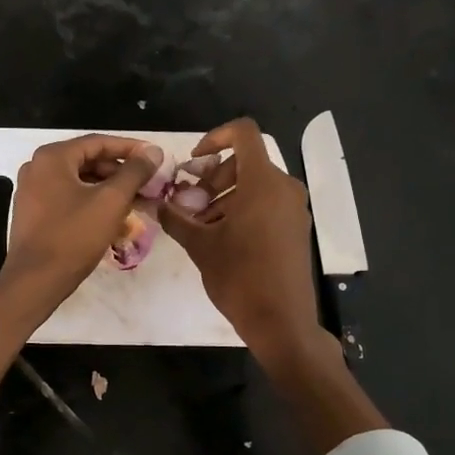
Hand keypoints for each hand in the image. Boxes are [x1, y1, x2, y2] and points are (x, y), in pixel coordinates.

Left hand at [0, 135, 165, 310]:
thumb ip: (134, 172)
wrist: (35, 280)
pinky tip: (112, 219)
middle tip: (148, 184)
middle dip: (120, 172)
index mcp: (53, 157)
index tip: (155, 158)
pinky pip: (67, 198)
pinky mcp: (33, 213)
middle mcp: (38, 167)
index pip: (99, 142)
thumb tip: (153, 151)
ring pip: (79, 182)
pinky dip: (91, 203)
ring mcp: (32, 191)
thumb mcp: (111, 201)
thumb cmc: (74, 236)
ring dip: (108, 190)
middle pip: (88, 161)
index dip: (131, 149)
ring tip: (135, 202)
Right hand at [160, 119, 327, 367]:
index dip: (215, 137)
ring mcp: (294, 209)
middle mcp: (284, 188)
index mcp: (263, 182)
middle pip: (245, 161)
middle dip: (212, 177)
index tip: (193, 163)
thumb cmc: (239, 277)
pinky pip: (267, 203)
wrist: (282, 321)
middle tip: (189, 204)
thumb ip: (176, 218)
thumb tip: (157, 204)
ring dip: (224, 196)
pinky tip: (221, 237)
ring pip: (254, 184)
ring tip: (200, 225)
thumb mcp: (200, 245)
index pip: (243, 133)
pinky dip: (242, 209)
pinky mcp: (296, 228)